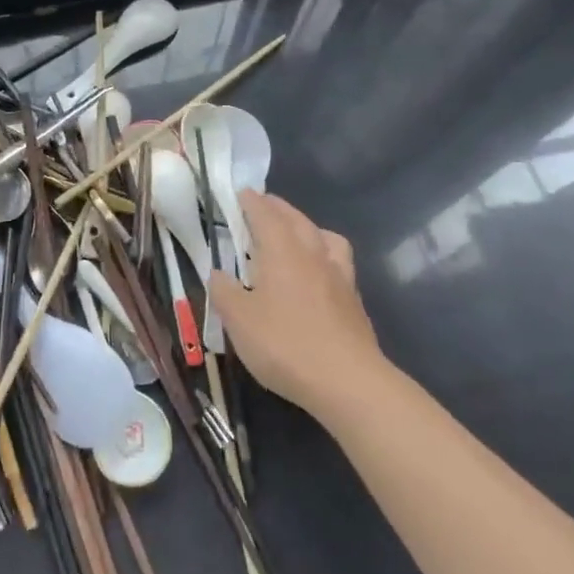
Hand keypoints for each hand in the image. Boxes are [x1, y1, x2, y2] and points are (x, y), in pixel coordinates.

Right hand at [208, 191, 380, 421]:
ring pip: (324, 237)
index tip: (242, 192)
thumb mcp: (238, 320)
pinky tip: (318, 272)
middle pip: (296, 219)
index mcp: (282, 251)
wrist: (347, 381)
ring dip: (307, 227)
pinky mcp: (354, 300)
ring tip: (296, 233)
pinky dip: (324, 254)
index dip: (252, 202)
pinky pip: (338, 261)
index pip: (265, 215)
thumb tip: (219, 274)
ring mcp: (338, 276)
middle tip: (263, 204)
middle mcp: (312, 254)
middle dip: (277, 208)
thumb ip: (224, 292)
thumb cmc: (284, 344)